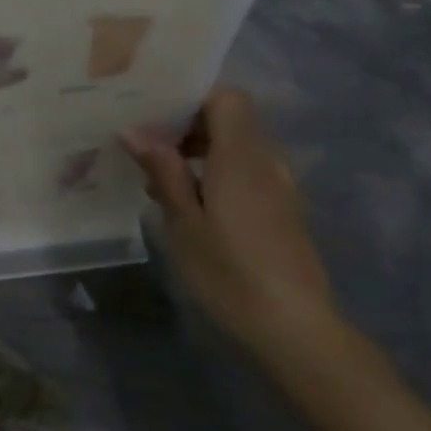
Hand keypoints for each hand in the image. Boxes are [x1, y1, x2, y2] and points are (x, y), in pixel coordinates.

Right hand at [121, 87, 339, 363]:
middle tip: (145, 147)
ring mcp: (279, 190)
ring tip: (159, 180)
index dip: (193, 97)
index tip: (156, 113)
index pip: (228, 97)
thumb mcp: (183, 222)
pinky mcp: (283, 214)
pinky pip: (247, 175)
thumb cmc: (230, 272)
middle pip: (231, 121)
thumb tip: (134, 130)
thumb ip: (163, 171)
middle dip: (188, 126)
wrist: (295, 332)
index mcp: (242, 157)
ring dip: (200, 153)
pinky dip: (217, 175)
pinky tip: (189, 205)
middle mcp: (266, 163)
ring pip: (238, 149)